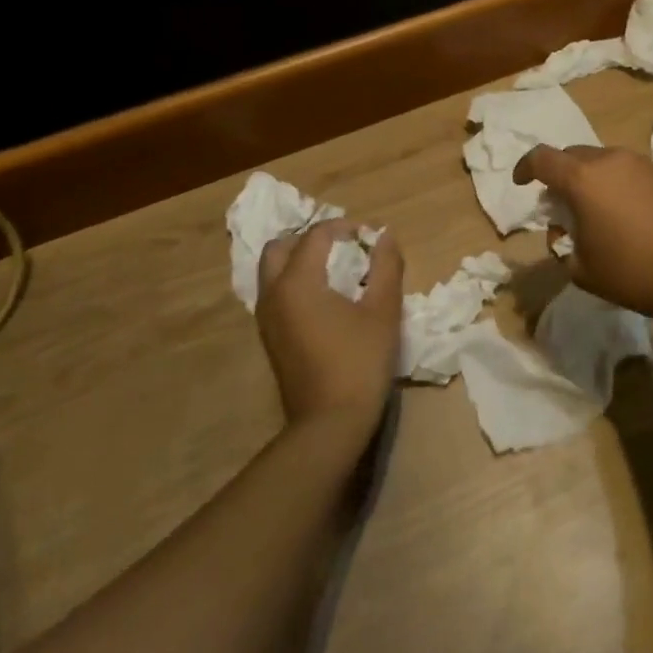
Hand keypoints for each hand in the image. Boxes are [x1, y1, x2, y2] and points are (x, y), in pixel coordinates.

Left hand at [255, 219, 403, 437]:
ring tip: (337, 271)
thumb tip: (385, 235)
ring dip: (300, 260)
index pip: (316, 235)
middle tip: (345, 248)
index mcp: (297, 282)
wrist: (329, 423)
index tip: (370, 238)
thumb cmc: (360, 362)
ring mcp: (266, 318)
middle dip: (312, 239)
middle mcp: (272, 294)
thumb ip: (386, 266)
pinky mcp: (269, 338)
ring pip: (273, 271)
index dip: (345, 228)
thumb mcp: (383, 310)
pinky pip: (275, 293)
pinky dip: (295, 282)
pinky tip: (326, 299)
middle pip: (281, 247)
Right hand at [512, 145, 652, 319]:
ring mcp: (640, 164)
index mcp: (582, 178)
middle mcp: (609, 160)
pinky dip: (614, 185)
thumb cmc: (633, 271)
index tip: (522, 184)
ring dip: (589, 180)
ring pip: (601, 162)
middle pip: (572, 156)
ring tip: (594, 214)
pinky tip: (623, 216)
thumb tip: (568, 233)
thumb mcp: (582, 269)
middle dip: (560, 177)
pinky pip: (626, 171)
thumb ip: (564, 245)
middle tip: (560, 209)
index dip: (525, 168)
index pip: (541, 158)